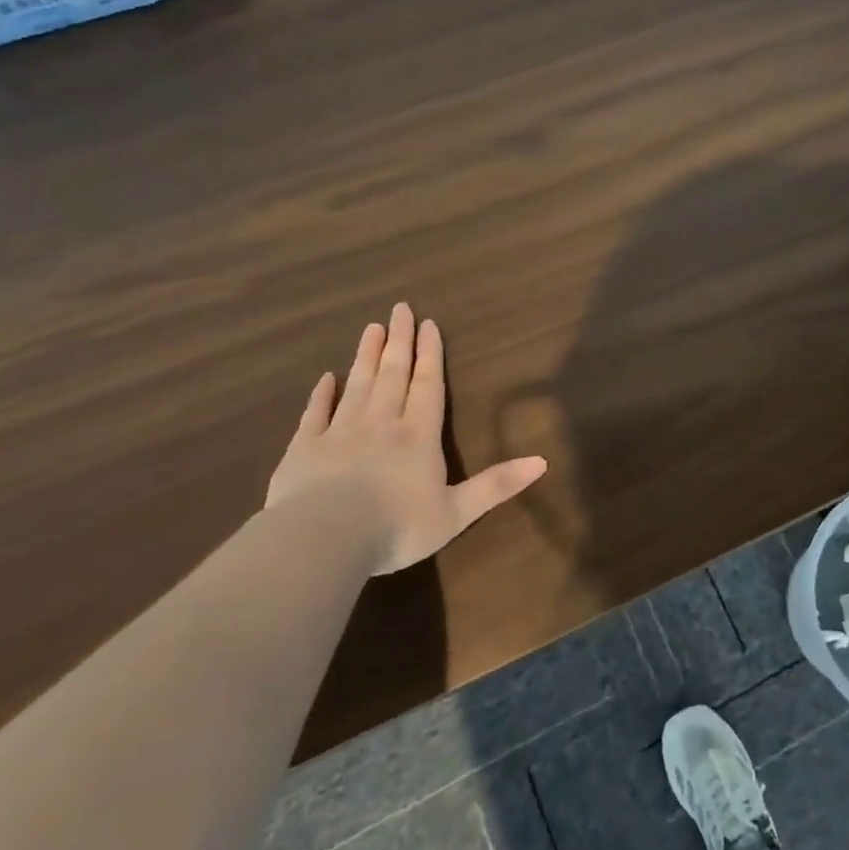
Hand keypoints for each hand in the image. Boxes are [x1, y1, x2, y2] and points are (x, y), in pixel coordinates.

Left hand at [265, 303, 547, 573]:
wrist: (325, 540)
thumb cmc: (397, 527)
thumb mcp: (457, 512)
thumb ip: (496, 485)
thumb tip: (543, 461)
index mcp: (418, 436)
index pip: (427, 386)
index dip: (430, 355)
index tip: (428, 324)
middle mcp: (381, 423)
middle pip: (393, 375)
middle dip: (399, 341)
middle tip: (399, 309)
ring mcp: (340, 432)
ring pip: (357, 385)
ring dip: (366, 356)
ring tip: (371, 329)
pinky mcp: (305, 448)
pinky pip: (315, 413)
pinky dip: (321, 394)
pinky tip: (325, 378)